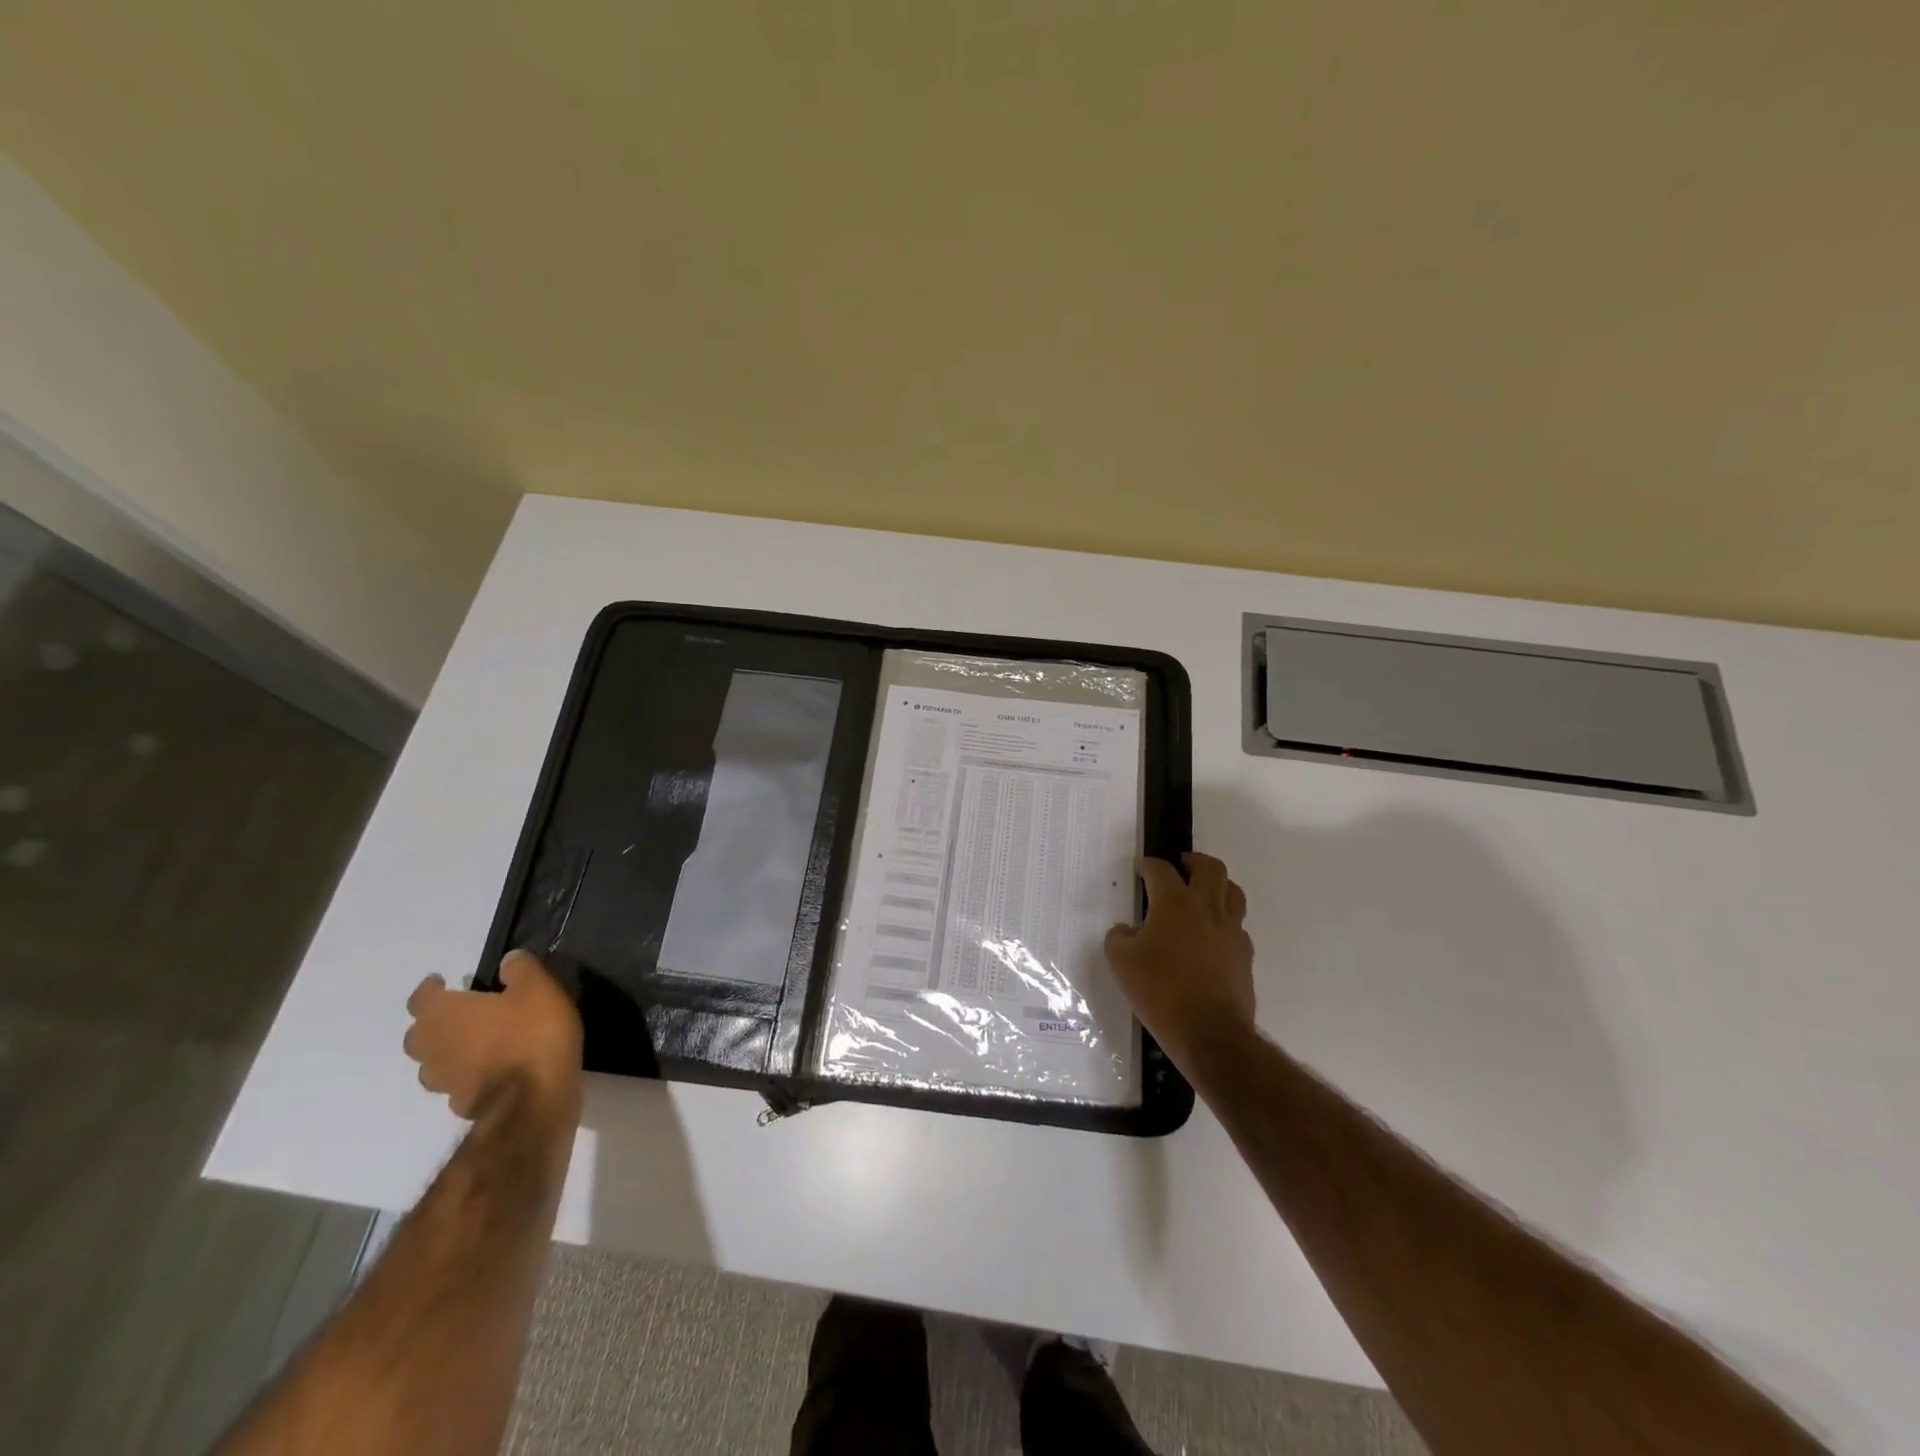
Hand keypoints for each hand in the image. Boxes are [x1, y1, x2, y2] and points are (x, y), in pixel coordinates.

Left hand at [404, 951, 583, 1120]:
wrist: (535, 1098)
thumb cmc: (533, 1034)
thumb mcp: (538, 988)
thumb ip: (521, 970)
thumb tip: (507, 961)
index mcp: (446, 1015)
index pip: (421, 999)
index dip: (430, 989)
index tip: (442, 982)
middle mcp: (435, 1048)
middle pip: (418, 1035)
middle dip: (432, 1023)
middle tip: (458, 1013)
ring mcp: (445, 1081)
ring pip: (433, 1063)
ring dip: (446, 1052)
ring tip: (473, 1044)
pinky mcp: (461, 1105)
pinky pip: (455, 1084)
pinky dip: (465, 1075)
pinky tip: (489, 1071)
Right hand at [1105, 853, 1255, 1067]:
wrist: (1210, 1034)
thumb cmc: (1160, 992)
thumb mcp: (1121, 963)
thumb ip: (1119, 938)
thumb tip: (1126, 930)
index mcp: (1174, 903)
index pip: (1161, 870)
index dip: (1148, 866)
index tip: (1141, 870)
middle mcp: (1207, 908)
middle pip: (1210, 868)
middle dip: (1193, 861)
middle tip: (1181, 867)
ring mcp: (1231, 930)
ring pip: (1232, 892)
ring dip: (1217, 885)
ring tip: (1202, 894)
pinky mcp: (1244, 954)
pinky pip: (1237, 925)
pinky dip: (1224, 920)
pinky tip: (1210, 935)